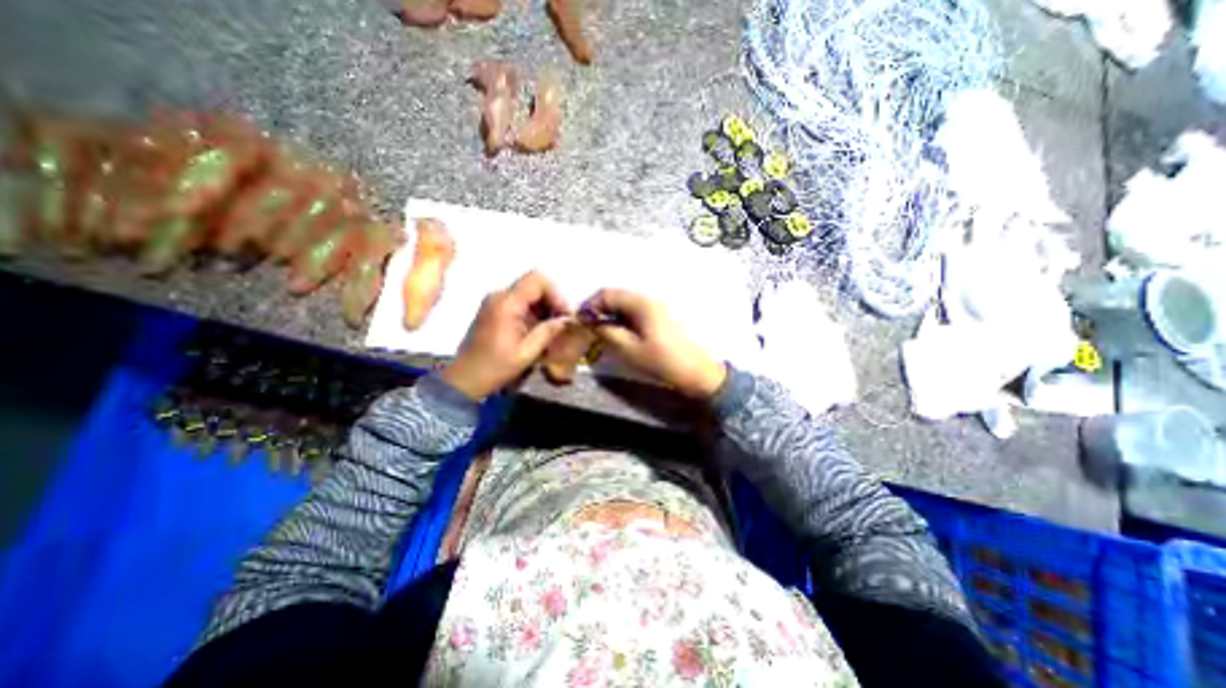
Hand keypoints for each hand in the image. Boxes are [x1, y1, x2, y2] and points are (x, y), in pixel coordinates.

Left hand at [441, 270, 574, 396]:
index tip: (564, 314)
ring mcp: (495, 302)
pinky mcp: (495, 310)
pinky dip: (534, 312)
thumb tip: (567, 319)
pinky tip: (539, 330)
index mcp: (506, 303)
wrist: (466, 378)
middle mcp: (499, 296)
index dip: (556, 293)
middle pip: (534, 284)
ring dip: (544, 307)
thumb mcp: (527, 352)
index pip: (537, 280)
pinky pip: (520, 302)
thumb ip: (548, 332)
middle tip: (562, 322)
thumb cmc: (496, 367)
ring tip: (552, 329)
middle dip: (552, 301)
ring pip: (529, 293)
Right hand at [581, 287, 719, 400]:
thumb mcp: (629, 349)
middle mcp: (649, 299)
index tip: (580, 321)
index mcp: (641, 303)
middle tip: (588, 327)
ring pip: (625, 304)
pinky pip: (635, 311)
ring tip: (601, 332)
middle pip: (617, 296)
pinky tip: (619, 332)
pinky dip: (622, 318)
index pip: (607, 293)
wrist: (696, 372)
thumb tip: (590, 322)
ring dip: (610, 314)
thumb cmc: (662, 361)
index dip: (590, 305)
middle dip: (599, 309)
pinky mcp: (660, 316)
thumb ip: (607, 332)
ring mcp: (656, 307)